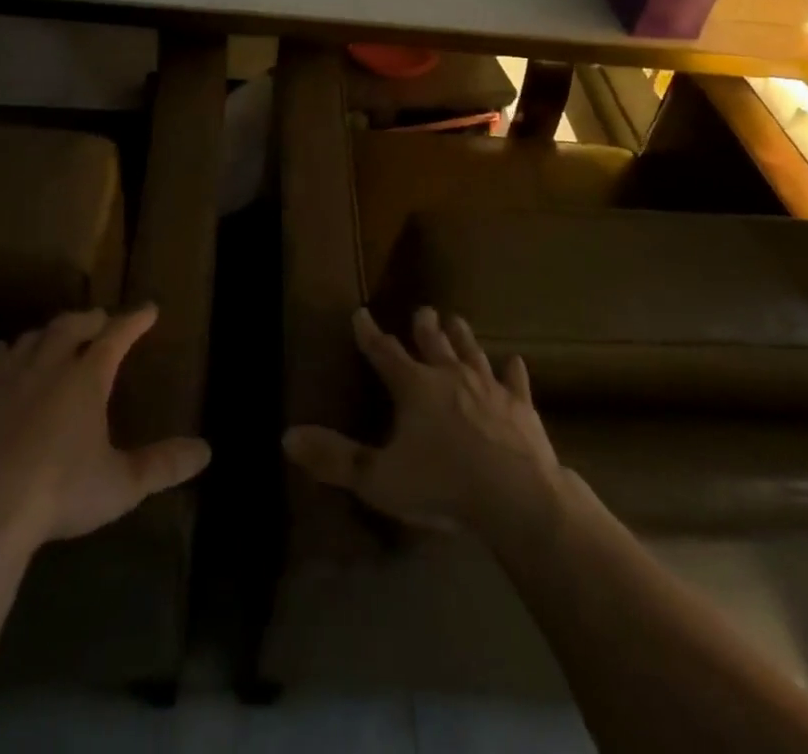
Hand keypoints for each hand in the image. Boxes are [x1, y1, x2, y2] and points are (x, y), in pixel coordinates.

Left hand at [0, 305, 210, 549]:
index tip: (148, 309)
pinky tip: (2, 353)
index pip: (117, 336)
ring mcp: (7, 378)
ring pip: (32, 339)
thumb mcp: (120, 485)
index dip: (135, 321)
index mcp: (87, 378)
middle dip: (90, 319)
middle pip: (71, 327)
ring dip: (49, 332)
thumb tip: (206, 451)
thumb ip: (162, 465)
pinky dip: (4, 352)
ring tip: (56, 335)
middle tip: (100, 319)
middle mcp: (49, 365)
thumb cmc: (58, 493)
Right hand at [283, 306, 563, 535]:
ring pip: (472, 354)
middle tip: (424, 310)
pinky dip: (513, 372)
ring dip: (463, 338)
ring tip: (457, 320)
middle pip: (433, 344)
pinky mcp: (521, 408)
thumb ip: (334, 457)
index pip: (384, 353)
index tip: (360, 312)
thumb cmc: (442, 485)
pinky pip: (516, 383)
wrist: (516, 497)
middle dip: (425, 328)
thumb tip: (287, 436)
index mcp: (414, 387)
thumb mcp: (378, 478)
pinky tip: (515, 361)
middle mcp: (450, 377)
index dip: (370, 334)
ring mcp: (489, 389)